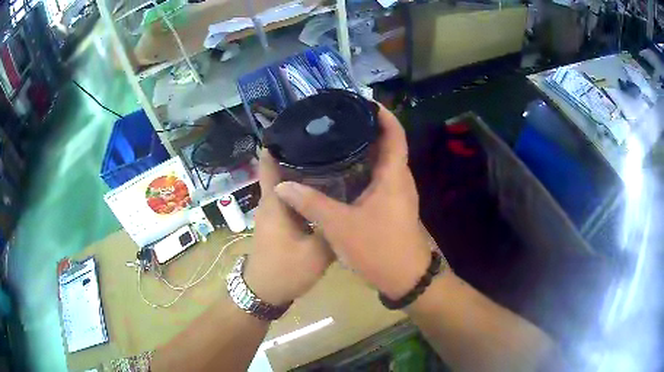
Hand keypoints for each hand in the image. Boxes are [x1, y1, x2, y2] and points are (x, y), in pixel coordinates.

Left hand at [244, 149, 333, 306]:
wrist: (264, 292)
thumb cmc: (284, 270)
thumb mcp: (315, 253)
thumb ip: (332, 229)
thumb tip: (348, 208)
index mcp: (274, 202)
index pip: (269, 163)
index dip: (277, 143)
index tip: (296, 125)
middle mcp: (271, 202)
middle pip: (282, 168)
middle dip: (299, 152)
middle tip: (326, 139)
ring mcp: (274, 212)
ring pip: (288, 183)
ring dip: (303, 171)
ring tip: (330, 157)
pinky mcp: (279, 222)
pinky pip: (292, 198)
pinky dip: (304, 189)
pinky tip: (325, 188)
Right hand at [273, 105, 434, 299]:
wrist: (405, 278)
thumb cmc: (378, 248)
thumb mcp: (340, 226)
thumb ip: (310, 203)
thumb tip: (282, 186)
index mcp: (394, 175)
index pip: (395, 134)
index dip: (383, 114)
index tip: (362, 101)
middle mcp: (399, 179)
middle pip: (387, 143)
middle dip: (367, 128)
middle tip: (338, 119)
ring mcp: (397, 192)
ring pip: (382, 161)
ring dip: (365, 148)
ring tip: (336, 138)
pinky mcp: (392, 205)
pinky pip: (378, 177)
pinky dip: (363, 167)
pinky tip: (341, 170)